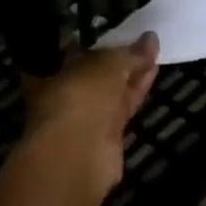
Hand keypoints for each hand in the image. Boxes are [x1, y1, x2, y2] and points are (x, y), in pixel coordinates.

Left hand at [0, 34, 158, 205]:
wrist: (70, 168)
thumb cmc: (71, 112)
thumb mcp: (97, 73)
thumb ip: (123, 59)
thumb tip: (148, 40)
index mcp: (50, 85)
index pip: (73, 61)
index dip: (95, 49)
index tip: (111, 38)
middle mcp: (64, 106)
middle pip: (95, 79)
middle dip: (118, 65)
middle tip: (144, 45)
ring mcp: (85, 129)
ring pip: (112, 96)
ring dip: (132, 77)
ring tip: (155, 56)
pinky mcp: (106, 148)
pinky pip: (125, 112)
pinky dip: (138, 95)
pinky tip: (152, 80)